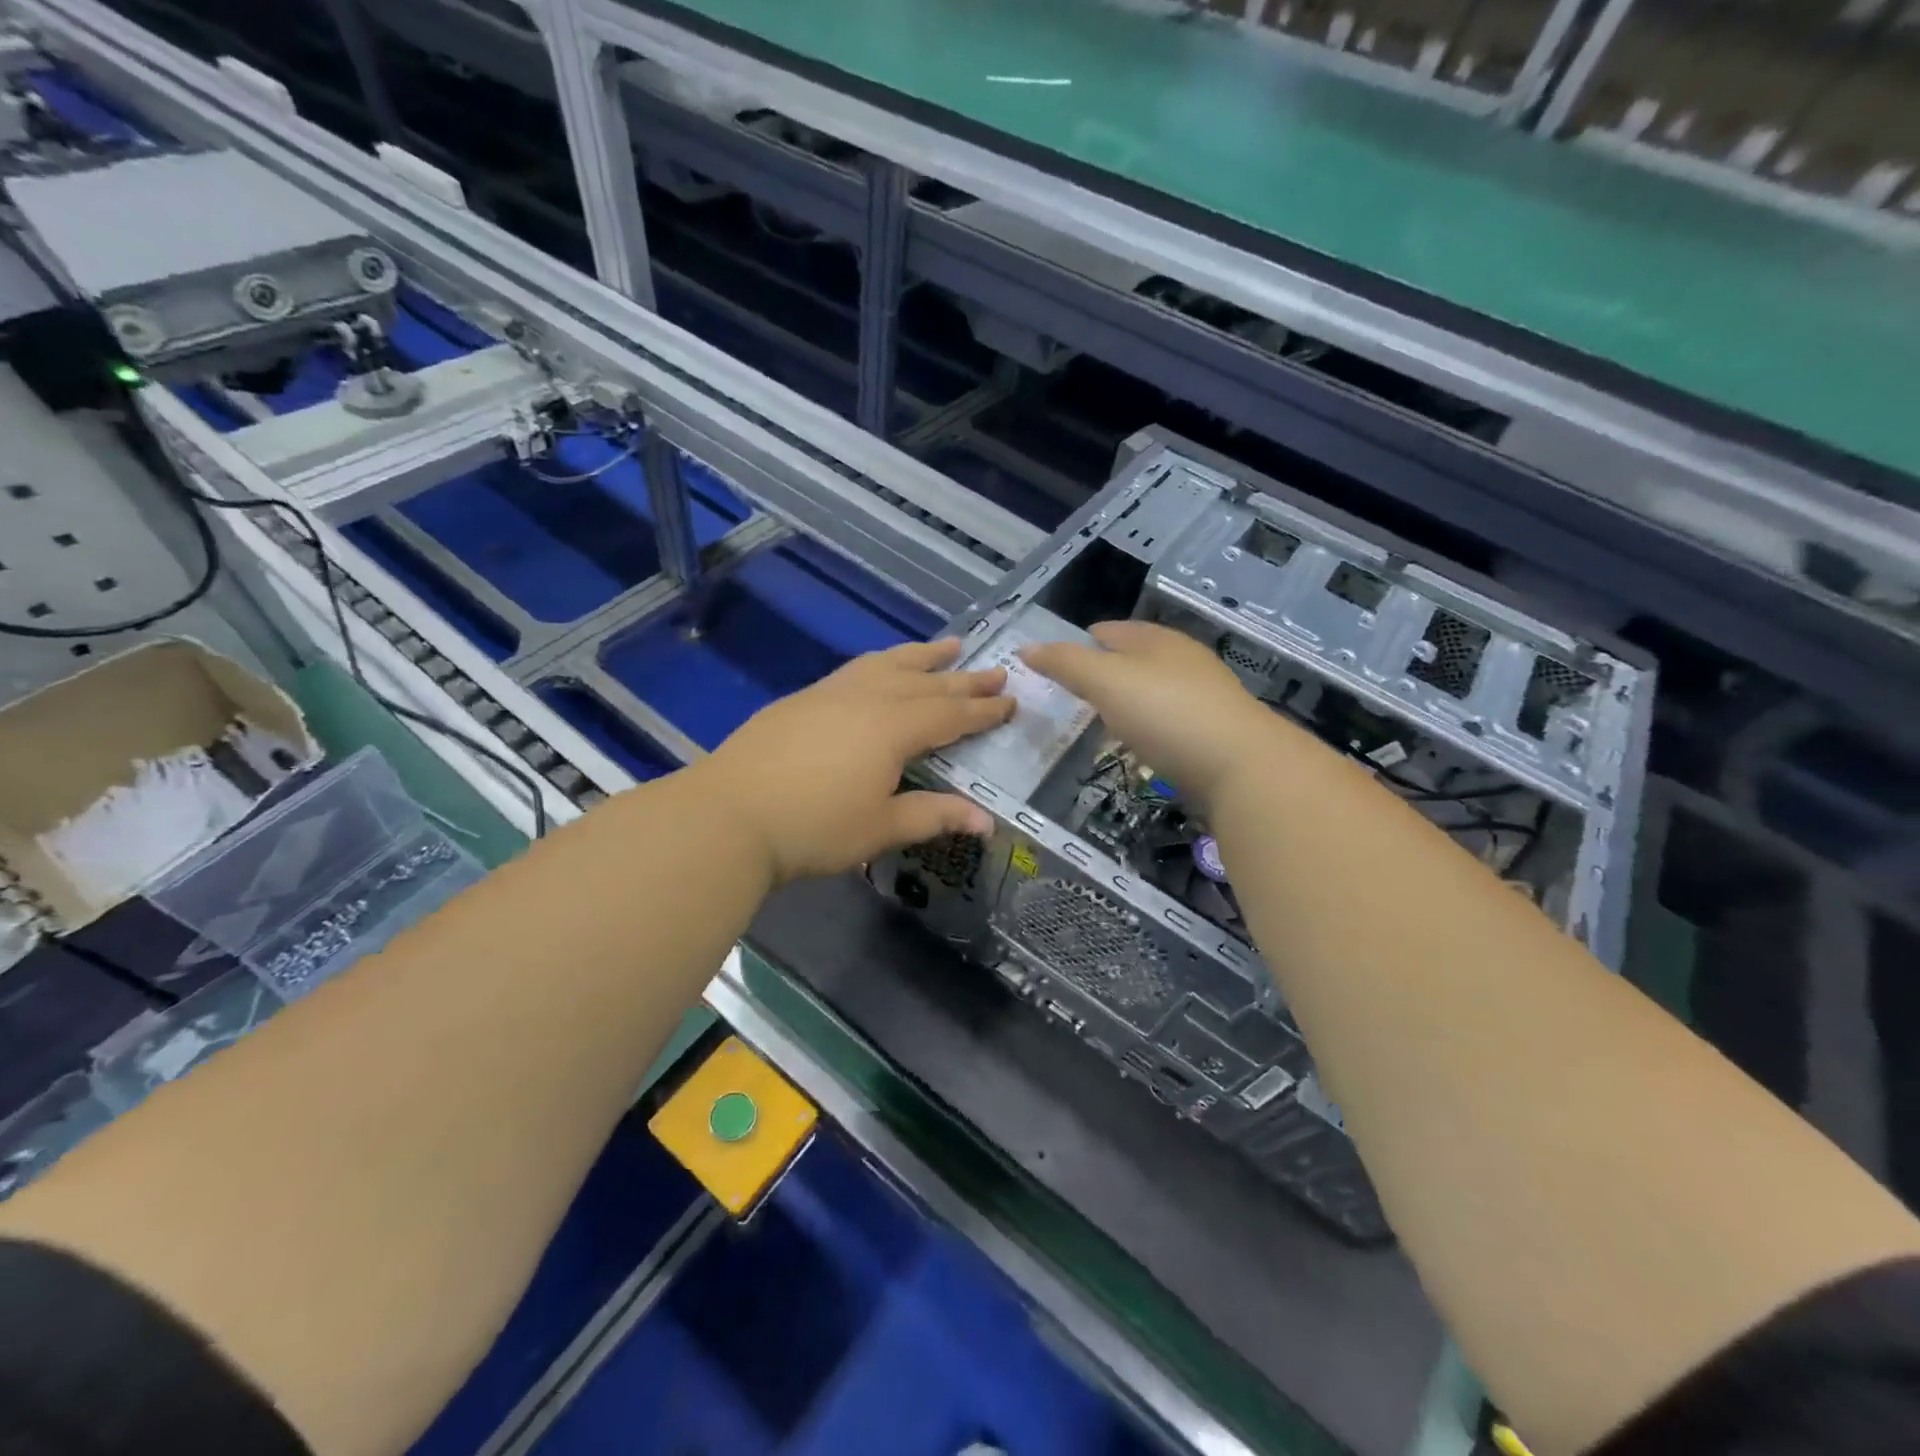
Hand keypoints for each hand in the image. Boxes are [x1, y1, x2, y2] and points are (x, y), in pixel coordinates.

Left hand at [695, 639, 1014, 885]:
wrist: (729, 814)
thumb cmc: (814, 828)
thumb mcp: (881, 827)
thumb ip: (934, 816)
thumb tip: (987, 821)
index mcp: (895, 728)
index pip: (951, 716)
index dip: (984, 711)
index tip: (1011, 702)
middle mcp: (869, 699)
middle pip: (927, 683)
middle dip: (965, 680)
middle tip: (997, 671)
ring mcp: (832, 693)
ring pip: (889, 664)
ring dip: (923, 656)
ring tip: (949, 645)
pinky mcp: (803, 698)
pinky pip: (857, 669)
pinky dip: (883, 662)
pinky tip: (882, 667)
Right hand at [1021, 621, 1278, 809]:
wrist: (1242, 765)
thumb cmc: (1166, 713)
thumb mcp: (1105, 681)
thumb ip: (1065, 663)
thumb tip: (1025, 648)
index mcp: (1155, 639)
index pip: (1108, 631)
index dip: (1078, 644)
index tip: (1053, 667)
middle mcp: (1181, 659)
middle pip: (1132, 658)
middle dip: (1103, 673)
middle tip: (1071, 697)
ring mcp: (1202, 694)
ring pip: (1152, 690)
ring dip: (1126, 701)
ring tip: (1100, 722)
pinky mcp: (1213, 730)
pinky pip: (1169, 720)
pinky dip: (1148, 726)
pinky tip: (1140, 744)